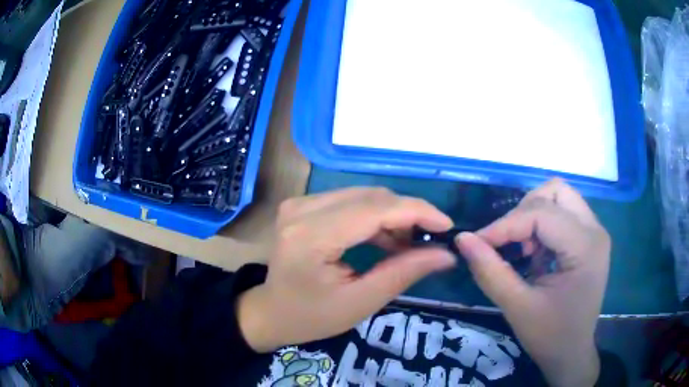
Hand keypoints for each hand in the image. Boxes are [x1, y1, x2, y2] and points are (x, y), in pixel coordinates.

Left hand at [237, 188, 456, 352]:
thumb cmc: (311, 317)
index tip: (447, 226)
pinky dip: (374, 216)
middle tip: (428, 241)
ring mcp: (300, 203)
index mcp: (311, 236)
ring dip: (392, 216)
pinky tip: (386, 239)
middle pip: (371, 197)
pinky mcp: (303, 205)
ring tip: (408, 245)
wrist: (271, 312)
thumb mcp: (360, 302)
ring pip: (363, 196)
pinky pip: (350, 200)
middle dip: (408, 215)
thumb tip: (446, 254)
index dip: (417, 211)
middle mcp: (303, 209)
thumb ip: (403, 273)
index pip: (375, 209)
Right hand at [456, 179, 609, 386]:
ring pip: (558, 197)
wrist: (571, 353)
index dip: (504, 224)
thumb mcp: (517, 307)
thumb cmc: (549, 336)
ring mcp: (594, 232)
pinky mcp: (589, 238)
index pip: (541, 214)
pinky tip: (534, 253)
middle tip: (507, 243)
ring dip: (533, 215)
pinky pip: (562, 213)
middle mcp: (594, 230)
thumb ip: (490, 271)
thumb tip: (463, 239)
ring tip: (522, 248)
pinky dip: (542, 225)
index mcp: (585, 247)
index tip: (476, 242)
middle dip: (523, 211)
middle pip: (554, 191)